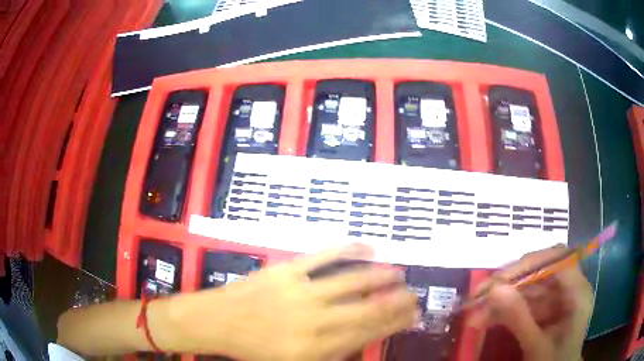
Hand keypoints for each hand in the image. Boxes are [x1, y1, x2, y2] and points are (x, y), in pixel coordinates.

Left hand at [169, 244, 417, 359]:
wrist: (219, 321)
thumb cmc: (255, 348)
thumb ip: (329, 354)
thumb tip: (360, 341)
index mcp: (316, 348)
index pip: (366, 334)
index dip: (392, 324)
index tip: (411, 315)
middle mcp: (315, 322)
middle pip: (367, 310)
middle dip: (395, 302)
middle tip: (414, 295)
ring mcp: (301, 293)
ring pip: (351, 282)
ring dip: (379, 276)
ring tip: (399, 273)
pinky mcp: (287, 271)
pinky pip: (323, 257)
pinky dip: (347, 250)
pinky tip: (367, 246)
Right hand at [470, 246, 593, 360]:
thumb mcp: (537, 346)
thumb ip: (519, 319)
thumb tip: (494, 289)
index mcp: (578, 293)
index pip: (558, 260)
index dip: (531, 263)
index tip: (500, 278)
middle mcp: (570, 288)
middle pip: (541, 271)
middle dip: (510, 282)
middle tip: (480, 293)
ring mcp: (558, 298)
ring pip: (529, 287)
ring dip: (503, 299)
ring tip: (476, 313)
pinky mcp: (547, 307)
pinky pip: (525, 302)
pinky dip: (505, 310)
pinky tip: (486, 320)